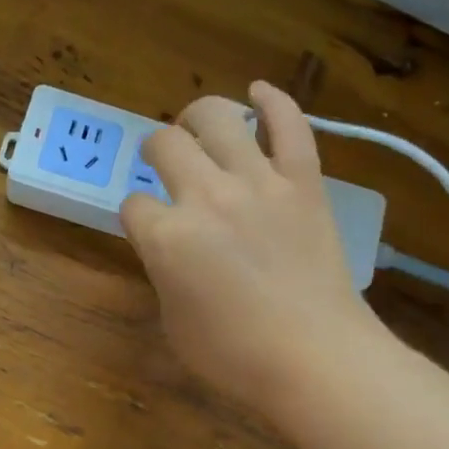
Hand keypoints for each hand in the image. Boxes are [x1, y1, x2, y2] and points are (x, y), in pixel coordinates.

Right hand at [121, 80, 383, 411]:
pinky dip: (274, 101)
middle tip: (160, 160)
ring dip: (198, 116)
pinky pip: (290, 126)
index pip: (132, 206)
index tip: (145, 227)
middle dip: (155, 150)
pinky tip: (258, 91)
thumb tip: (170, 252)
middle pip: (165, 145)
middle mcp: (207, 197)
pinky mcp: (303, 182)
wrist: (316, 357)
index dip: (135, 216)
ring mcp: (258, 183)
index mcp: (167, 238)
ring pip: (218, 120)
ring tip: (196, 124)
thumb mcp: (174, 325)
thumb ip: (164, 276)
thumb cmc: (236, 357)